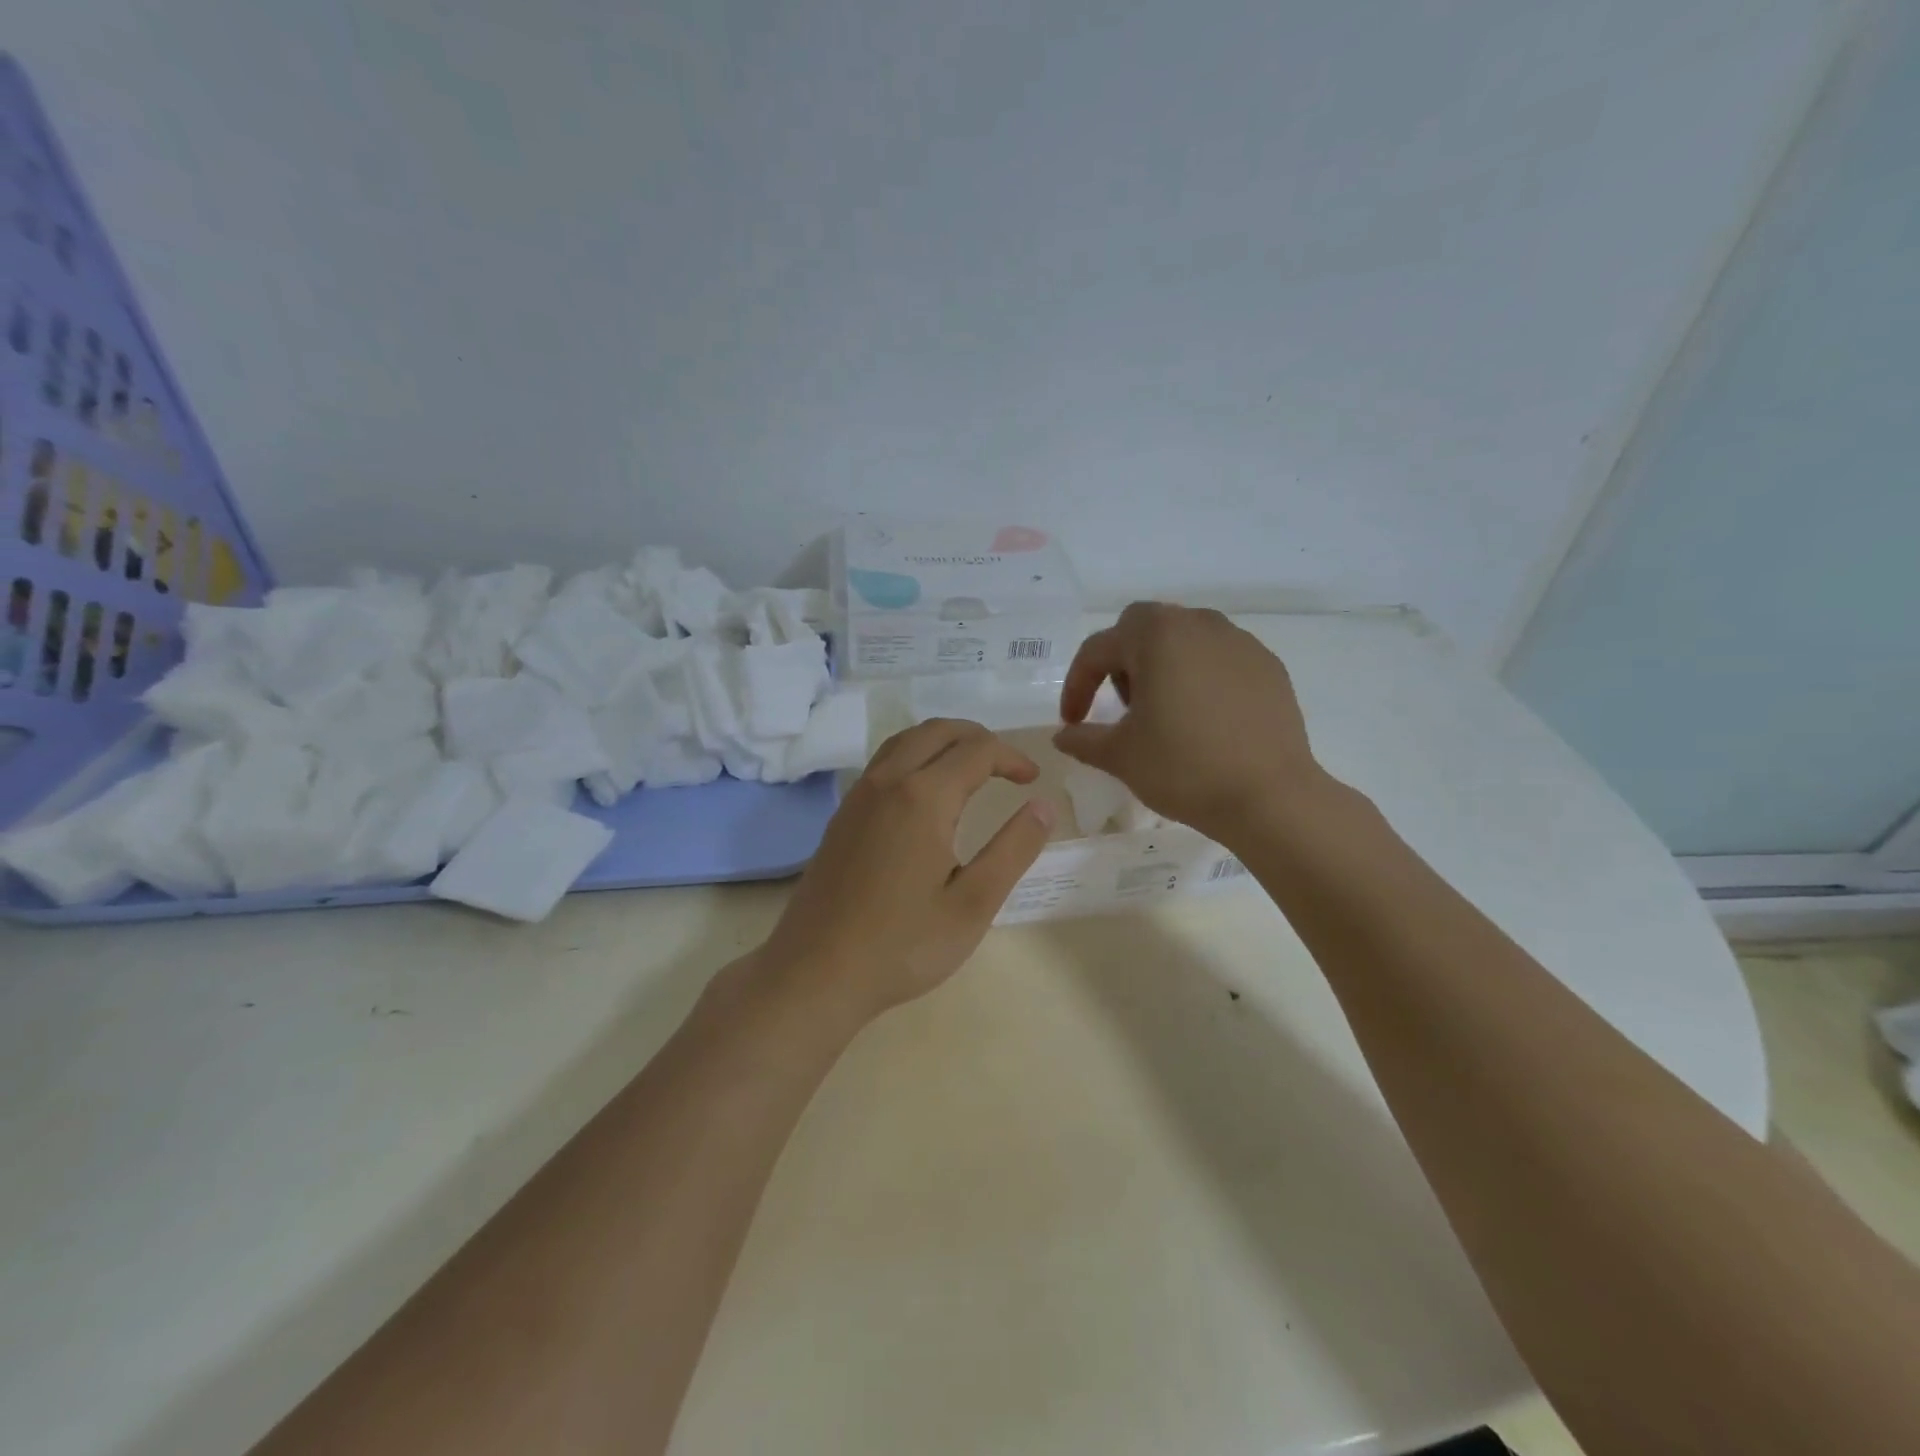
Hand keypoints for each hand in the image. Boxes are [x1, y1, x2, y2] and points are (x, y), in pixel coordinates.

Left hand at [757, 719, 1055, 1025]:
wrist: (815, 972)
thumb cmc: (902, 945)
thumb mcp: (973, 905)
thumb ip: (1012, 850)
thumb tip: (1043, 805)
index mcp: (923, 797)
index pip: (977, 751)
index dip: (1011, 757)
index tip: (1034, 779)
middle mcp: (887, 782)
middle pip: (937, 731)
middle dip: (978, 738)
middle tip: (1006, 766)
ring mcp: (858, 796)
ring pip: (905, 741)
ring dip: (943, 742)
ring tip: (971, 768)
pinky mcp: (842, 816)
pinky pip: (884, 763)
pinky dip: (915, 756)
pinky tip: (925, 793)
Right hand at [1054, 602, 1322, 845]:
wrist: (1269, 797)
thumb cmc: (1184, 768)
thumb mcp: (1120, 755)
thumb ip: (1083, 738)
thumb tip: (1063, 735)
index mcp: (1156, 635)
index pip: (1098, 649)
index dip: (1077, 685)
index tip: (1073, 721)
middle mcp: (1198, 624)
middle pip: (1143, 629)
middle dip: (1122, 662)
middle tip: (1123, 707)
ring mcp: (1239, 642)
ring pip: (1185, 639)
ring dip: (1162, 666)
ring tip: (1164, 712)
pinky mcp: (1268, 666)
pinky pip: (1220, 659)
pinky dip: (1201, 678)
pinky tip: (1204, 719)